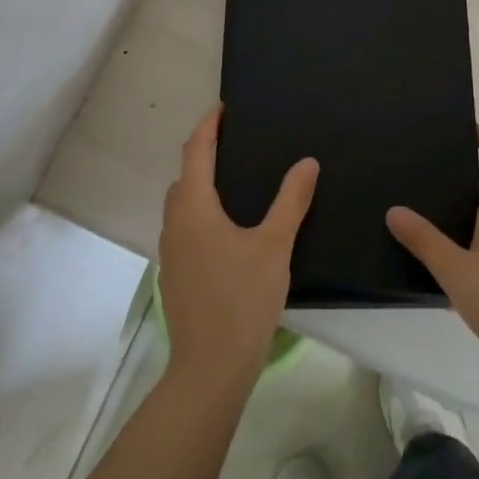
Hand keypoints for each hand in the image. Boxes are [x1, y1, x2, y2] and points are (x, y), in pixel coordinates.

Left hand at [158, 105, 317, 388]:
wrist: (209, 370)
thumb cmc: (242, 300)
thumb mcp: (275, 246)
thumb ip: (291, 201)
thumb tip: (307, 162)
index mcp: (195, 208)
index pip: (195, 151)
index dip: (207, 126)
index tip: (222, 107)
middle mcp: (175, 223)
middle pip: (184, 175)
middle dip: (202, 153)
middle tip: (233, 141)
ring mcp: (171, 252)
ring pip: (181, 204)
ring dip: (199, 184)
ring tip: (232, 180)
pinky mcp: (175, 275)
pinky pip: (184, 227)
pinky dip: (199, 212)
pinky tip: (226, 228)